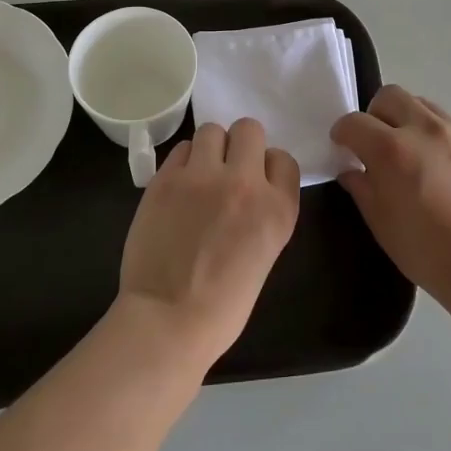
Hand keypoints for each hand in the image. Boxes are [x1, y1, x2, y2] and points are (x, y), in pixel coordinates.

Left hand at [117, 117, 301, 364]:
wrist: (169, 320)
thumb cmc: (223, 306)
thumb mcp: (265, 254)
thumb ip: (262, 213)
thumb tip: (246, 190)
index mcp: (278, 209)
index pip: (283, 159)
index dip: (268, 167)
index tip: (256, 182)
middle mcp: (245, 183)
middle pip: (249, 129)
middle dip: (240, 145)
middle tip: (226, 170)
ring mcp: (203, 177)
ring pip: (212, 130)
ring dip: (209, 148)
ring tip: (200, 174)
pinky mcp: (166, 179)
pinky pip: (181, 148)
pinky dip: (183, 162)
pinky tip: (178, 186)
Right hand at [331, 86, 450, 308]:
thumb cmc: (427, 251)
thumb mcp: (381, 223)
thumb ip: (362, 188)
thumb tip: (352, 171)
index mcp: (391, 149)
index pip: (354, 122)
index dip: (342, 133)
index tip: (342, 148)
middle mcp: (423, 129)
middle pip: (389, 96)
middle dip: (374, 115)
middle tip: (373, 144)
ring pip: (420, 104)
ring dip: (404, 119)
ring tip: (406, 152)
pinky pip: (444, 122)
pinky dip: (430, 132)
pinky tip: (433, 164)